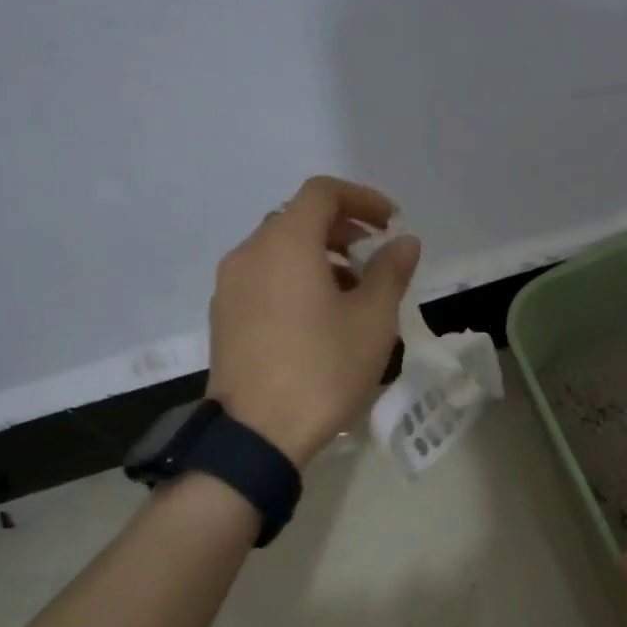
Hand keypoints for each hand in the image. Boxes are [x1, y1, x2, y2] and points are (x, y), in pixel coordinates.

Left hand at [208, 175, 420, 467]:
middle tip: (374, 257)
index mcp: (286, 243)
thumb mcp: (373, 321)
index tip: (391, 223)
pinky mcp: (223, 315)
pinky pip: (262, 277)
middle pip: (297, 218)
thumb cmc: (323, 370)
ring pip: (278, 250)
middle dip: (341, 230)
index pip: (323, 192)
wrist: (257, 434)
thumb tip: (404, 242)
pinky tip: (317, 318)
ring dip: (318, 256)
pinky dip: (293, 278)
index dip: (362, 199)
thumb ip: (390, 271)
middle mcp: (249, 252)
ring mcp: (229, 285)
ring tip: (351, 293)